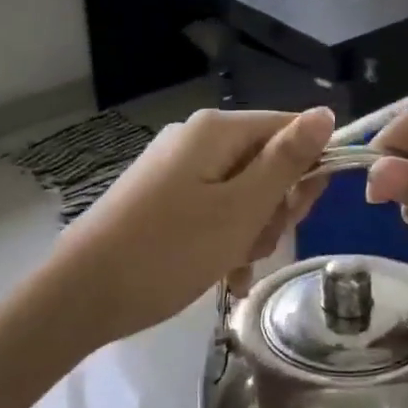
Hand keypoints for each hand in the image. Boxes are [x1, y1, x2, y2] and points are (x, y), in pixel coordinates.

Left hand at [49, 106, 334, 345]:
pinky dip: (225, 235)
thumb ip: (286, 161)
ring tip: (233, 264)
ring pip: (243, 190)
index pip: (290, 128)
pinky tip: (222, 271)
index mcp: (217, 129)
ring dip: (250, 228)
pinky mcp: (162, 195)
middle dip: (274, 206)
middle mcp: (196, 137)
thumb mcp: (241, 208)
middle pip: (266, 160)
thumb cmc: (170, 250)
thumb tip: (326, 112)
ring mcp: (176, 166)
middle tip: (257, 242)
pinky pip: (214, 206)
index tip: (301, 213)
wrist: (81, 295)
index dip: (308, 168)